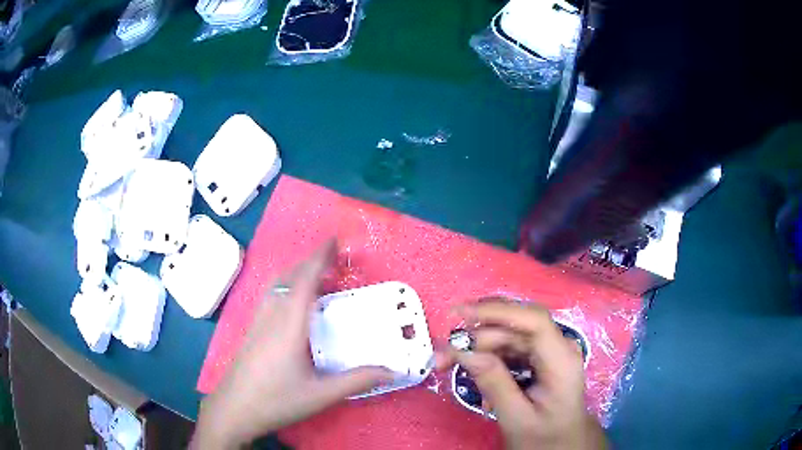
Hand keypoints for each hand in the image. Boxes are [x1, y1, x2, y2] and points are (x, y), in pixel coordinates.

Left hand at [192, 240, 392, 448]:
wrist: (234, 409)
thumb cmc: (277, 401)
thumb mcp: (321, 394)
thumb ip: (358, 380)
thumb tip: (394, 371)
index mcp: (289, 325)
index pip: (305, 281)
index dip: (319, 258)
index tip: (334, 240)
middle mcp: (271, 316)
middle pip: (289, 277)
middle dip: (310, 261)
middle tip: (333, 257)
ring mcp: (258, 322)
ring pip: (276, 285)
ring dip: (297, 272)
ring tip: (316, 275)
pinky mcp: (252, 331)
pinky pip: (270, 296)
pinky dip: (286, 286)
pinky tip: (293, 302)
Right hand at [437, 299, 607, 449]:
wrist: (563, 444)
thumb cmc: (545, 436)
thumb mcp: (517, 417)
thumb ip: (494, 383)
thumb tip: (464, 351)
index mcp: (561, 360)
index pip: (533, 321)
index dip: (496, 312)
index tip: (458, 315)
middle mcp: (558, 347)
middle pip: (515, 327)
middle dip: (476, 336)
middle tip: (442, 355)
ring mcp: (549, 350)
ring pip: (508, 335)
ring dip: (477, 346)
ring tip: (447, 363)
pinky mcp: (539, 357)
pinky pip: (509, 347)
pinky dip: (487, 356)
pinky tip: (473, 372)